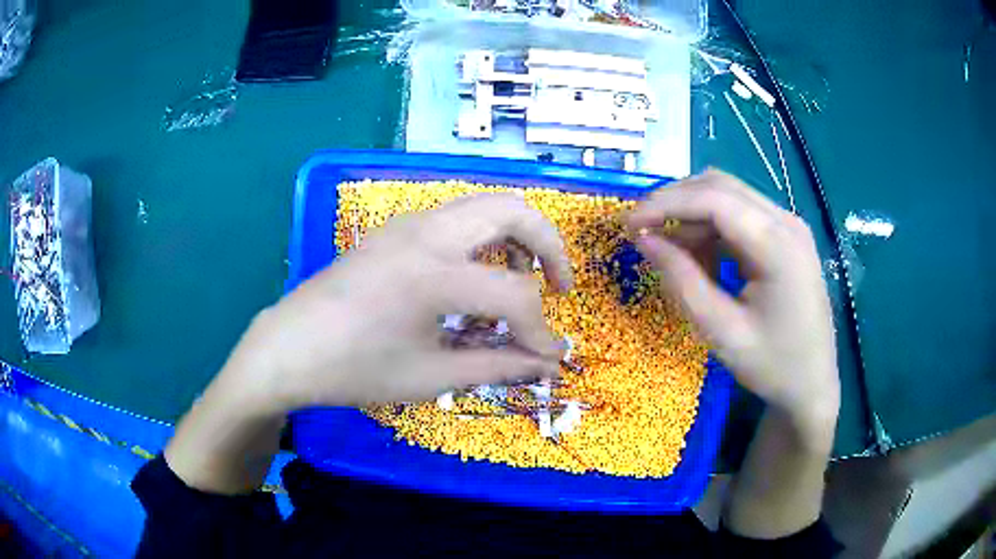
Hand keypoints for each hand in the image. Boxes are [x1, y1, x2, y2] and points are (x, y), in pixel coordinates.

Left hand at [227, 193, 573, 411]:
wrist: (288, 349)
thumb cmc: (353, 370)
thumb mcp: (429, 376)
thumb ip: (496, 366)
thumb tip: (544, 365)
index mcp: (435, 274)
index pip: (516, 295)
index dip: (541, 332)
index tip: (548, 359)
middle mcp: (427, 232)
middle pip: (514, 210)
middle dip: (549, 247)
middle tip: (557, 287)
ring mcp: (407, 224)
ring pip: (484, 205)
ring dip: (515, 237)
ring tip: (518, 281)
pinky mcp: (394, 229)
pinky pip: (456, 217)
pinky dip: (483, 238)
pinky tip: (473, 278)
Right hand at [627, 170, 838, 429]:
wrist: (814, 385)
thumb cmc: (772, 366)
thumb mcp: (722, 332)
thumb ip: (682, 281)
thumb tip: (643, 240)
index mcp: (778, 245)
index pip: (714, 199)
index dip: (665, 204)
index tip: (628, 224)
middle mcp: (786, 221)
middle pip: (720, 186)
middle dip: (674, 202)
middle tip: (641, 231)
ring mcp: (789, 226)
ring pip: (728, 196)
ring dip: (692, 216)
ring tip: (671, 253)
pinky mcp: (786, 236)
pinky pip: (741, 215)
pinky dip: (712, 228)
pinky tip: (701, 258)